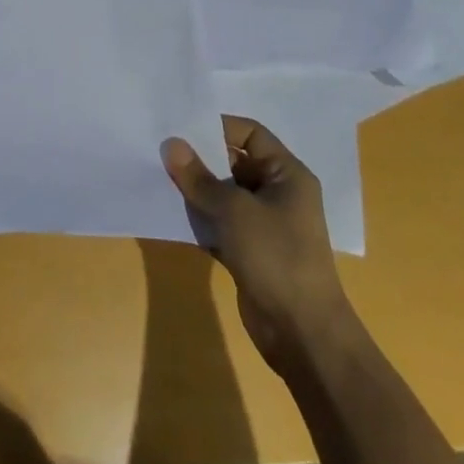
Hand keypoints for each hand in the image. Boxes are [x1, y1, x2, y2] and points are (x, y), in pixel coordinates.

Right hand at [163, 116, 350, 367]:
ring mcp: (265, 224)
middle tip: (162, 148)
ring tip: (160, 175)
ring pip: (224, 193)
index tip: (181, 127)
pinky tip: (172, 210)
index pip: (250, 133)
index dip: (217, 126)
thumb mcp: (234, 210)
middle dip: (200, 157)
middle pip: (234, 161)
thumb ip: (199, 177)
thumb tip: (170, 144)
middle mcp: (278, 193)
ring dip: (197, 188)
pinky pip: (221, 221)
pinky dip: (201, 216)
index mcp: (287, 174)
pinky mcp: (251, 250)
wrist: (303, 336)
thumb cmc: (276, 257)